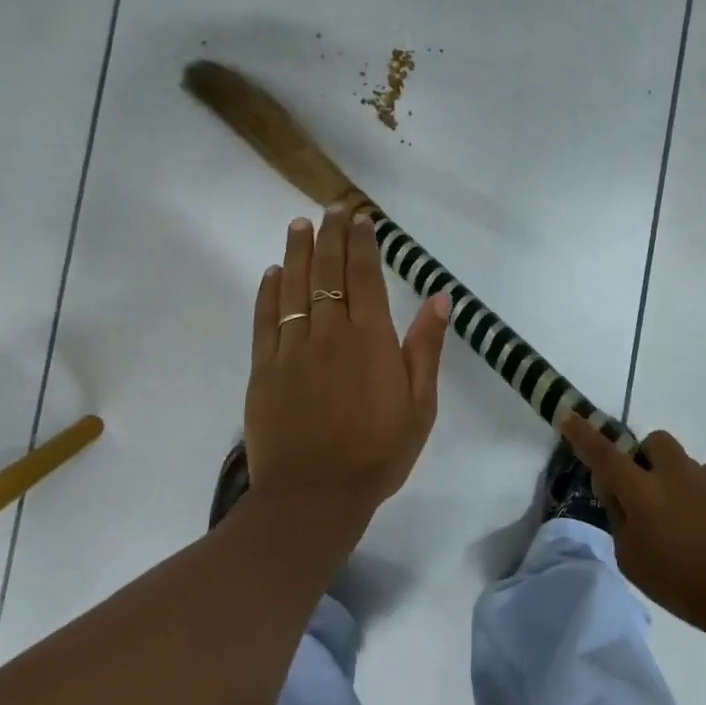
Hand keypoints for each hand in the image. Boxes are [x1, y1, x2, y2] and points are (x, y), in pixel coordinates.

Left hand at [244, 202, 449, 521]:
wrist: (315, 496)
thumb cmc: (378, 451)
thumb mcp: (420, 404)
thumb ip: (426, 347)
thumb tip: (440, 297)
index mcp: (371, 338)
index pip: (365, 276)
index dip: (362, 243)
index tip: (360, 218)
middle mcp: (330, 332)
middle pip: (328, 272)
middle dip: (330, 236)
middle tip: (330, 208)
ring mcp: (293, 349)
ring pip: (294, 288)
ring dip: (297, 253)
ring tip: (299, 225)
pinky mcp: (265, 369)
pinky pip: (266, 321)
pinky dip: (269, 293)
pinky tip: (272, 274)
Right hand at [561, 416, 705, 650]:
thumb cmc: (684, 585)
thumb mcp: (634, 561)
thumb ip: (620, 519)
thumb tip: (615, 491)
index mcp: (644, 492)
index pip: (604, 454)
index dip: (583, 434)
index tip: (568, 414)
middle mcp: (678, 474)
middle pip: (656, 443)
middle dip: (648, 459)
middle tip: (651, 493)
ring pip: (690, 467)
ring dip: (684, 486)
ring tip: (694, 527)